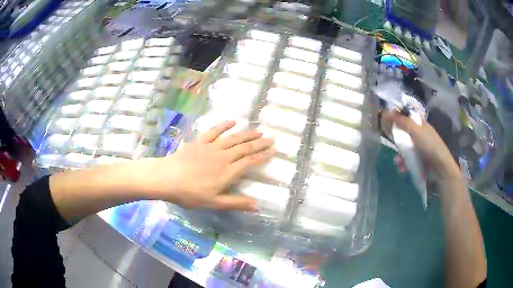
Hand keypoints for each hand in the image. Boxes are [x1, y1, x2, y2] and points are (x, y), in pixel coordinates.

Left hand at [147, 120, 274, 210]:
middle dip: (259, 143)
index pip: (249, 161)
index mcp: (227, 172)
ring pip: (233, 138)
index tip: (273, 150)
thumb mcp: (214, 203)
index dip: (262, 156)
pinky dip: (224, 125)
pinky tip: (233, 121)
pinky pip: (214, 131)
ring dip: (246, 134)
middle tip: (271, 138)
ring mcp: (211, 147)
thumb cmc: (190, 194)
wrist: (167, 178)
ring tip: (258, 130)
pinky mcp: (200, 141)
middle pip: (244, 148)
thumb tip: (257, 205)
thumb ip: (236, 203)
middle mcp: (223, 156)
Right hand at [382, 110, 459, 179]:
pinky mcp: (419, 160)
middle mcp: (420, 134)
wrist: (440, 168)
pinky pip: (408, 159)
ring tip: (398, 161)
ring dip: (400, 154)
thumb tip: (387, 111)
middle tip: (390, 141)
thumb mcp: (415, 130)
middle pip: (405, 132)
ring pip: (406, 147)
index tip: (387, 121)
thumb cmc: (429, 145)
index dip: (397, 117)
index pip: (407, 117)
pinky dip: (404, 163)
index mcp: (421, 124)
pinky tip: (402, 168)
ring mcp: (420, 148)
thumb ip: (402, 121)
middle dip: (397, 138)